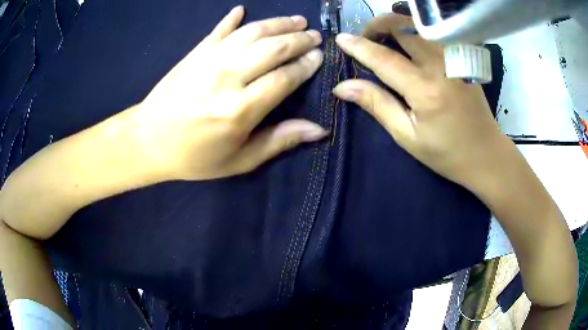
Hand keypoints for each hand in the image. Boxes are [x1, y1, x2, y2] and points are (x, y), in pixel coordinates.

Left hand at [135, 6, 326, 180]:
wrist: (148, 141)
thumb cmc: (195, 157)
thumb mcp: (239, 160)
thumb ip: (279, 141)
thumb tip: (319, 129)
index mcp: (240, 110)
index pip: (284, 78)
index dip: (306, 65)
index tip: (319, 56)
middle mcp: (227, 78)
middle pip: (272, 48)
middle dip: (299, 39)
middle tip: (315, 35)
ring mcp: (209, 61)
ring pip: (251, 33)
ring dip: (277, 23)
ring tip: (296, 20)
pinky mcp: (194, 53)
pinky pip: (218, 30)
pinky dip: (231, 18)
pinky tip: (242, 9)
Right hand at [332, 14, 508, 187]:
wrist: (486, 153)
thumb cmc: (446, 152)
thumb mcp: (407, 136)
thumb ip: (377, 105)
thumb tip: (343, 87)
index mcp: (425, 90)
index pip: (384, 58)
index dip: (359, 46)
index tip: (340, 39)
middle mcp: (441, 65)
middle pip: (402, 26)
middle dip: (377, 26)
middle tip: (366, 40)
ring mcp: (454, 57)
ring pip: (418, 24)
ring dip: (395, 25)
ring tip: (384, 40)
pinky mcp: (462, 57)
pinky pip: (432, 32)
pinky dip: (413, 30)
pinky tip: (407, 43)